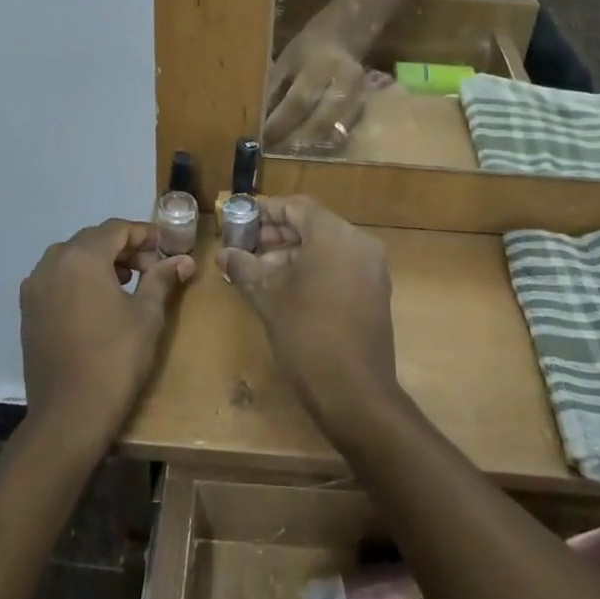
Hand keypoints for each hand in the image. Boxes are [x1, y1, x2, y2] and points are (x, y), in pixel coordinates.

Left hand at [20, 220, 194, 455]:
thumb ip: (162, 279)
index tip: (166, 248)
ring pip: (72, 258)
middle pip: (93, 240)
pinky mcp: (28, 310)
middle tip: (151, 267)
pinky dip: (79, 279)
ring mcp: (35, 287)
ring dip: (100, 261)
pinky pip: (57, 279)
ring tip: (127, 283)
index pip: (117, 229)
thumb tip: (184, 260)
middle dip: (123, 248)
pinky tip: (98, 302)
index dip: (145, 234)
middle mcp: (52, 262)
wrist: (69, 414)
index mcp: (82, 257)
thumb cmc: (115, 358)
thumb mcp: (147, 314)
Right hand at [217, 196, 402, 450]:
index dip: (265, 211)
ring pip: (327, 247)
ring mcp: (372, 268)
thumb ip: (245, 267)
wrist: (354, 391)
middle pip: (313, 225)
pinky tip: (287, 288)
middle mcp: (359, 242)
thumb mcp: (268, 297)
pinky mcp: (375, 291)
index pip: (296, 207)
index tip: (241, 220)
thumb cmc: (306, 334)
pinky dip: (315, 268)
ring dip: (294, 253)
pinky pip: (341, 266)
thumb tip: (224, 253)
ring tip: (260, 271)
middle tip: (246, 246)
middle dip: (278, 234)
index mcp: (334, 234)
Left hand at [262, 19, 368, 148]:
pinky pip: (346, 133)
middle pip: (321, 122)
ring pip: (337, 132)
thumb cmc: (308, 49)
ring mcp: (361, 96)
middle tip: (275, 153)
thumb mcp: (286, 61)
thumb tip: (259, 121)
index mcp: (321, 65)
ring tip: (289, 155)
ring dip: (311, 146)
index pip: (299, 101)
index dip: (281, 123)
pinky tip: (310, 148)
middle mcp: (346, 81)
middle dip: (295, 141)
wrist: (345, 36)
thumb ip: (274, 89)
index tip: (263, 139)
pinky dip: (327, 143)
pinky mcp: (366, 107)